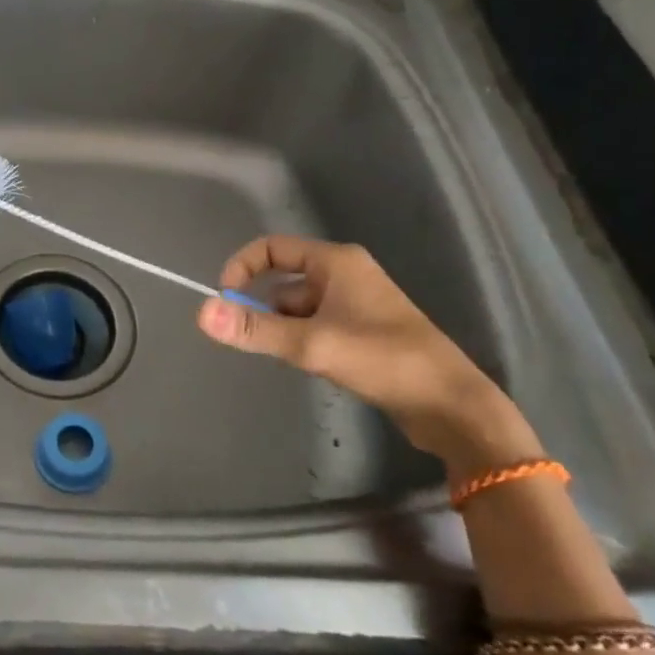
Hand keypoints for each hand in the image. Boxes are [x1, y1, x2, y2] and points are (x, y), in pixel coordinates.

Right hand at [197, 236, 538, 469]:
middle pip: (283, 280)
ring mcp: (357, 303)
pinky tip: (312, 365)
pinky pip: (317, 324)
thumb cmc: (383, 360)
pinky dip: (305, 340)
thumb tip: (202, 312)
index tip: (226, 301)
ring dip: (286, 328)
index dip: (242, 268)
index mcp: (335, 262)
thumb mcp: (312, 344)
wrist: (452, 406)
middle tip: (258, 340)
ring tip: (294, 358)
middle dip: (265, 308)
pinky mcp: (365, 330)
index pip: (272, 248)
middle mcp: (345, 274)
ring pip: (299, 307)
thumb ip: (255, 329)